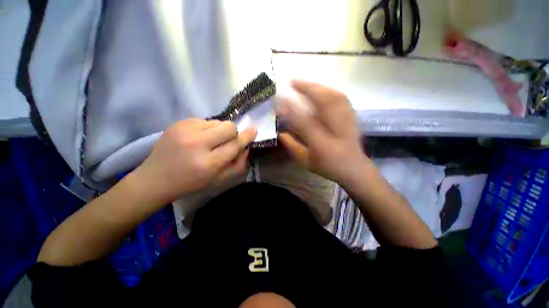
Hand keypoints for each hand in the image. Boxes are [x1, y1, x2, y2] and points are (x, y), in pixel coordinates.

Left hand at [134, 119, 256, 203]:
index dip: (247, 137)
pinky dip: (207, 128)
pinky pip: (204, 120)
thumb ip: (238, 164)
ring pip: (217, 121)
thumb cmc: (191, 183)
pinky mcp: (177, 123)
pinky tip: (198, 138)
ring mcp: (185, 131)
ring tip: (209, 141)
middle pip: (228, 127)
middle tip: (226, 142)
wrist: (155, 179)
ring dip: (219, 131)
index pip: (235, 144)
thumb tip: (246, 147)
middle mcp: (197, 144)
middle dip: (233, 133)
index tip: (254, 130)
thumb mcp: (219, 180)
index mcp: (208, 163)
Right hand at [276, 80, 368, 184]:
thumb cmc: (328, 167)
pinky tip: (321, 89)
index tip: (278, 99)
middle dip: (307, 88)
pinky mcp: (353, 117)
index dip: (290, 109)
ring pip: (333, 96)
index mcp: (322, 143)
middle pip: (323, 102)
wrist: (355, 169)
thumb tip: (280, 133)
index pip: (303, 121)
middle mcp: (336, 129)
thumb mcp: (306, 161)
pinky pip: (341, 98)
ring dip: (318, 87)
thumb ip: (292, 146)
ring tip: (304, 84)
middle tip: (292, 82)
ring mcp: (347, 121)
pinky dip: (329, 91)